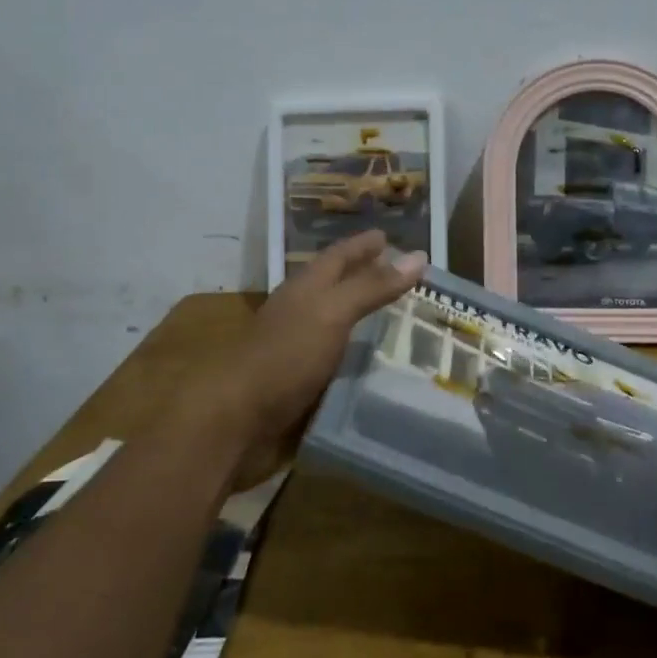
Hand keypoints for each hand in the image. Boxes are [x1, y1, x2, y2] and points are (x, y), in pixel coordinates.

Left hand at [221, 230, 426, 488]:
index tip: (389, 236)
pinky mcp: (303, 381)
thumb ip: (372, 286)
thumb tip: (418, 255)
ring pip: (339, 323)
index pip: (339, 256)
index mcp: (306, 288)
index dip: (363, 245)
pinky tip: (381, 362)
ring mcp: (300, 347)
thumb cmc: (286, 356)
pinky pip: (340, 359)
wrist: (238, 421)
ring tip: (401, 316)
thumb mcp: (332, 313)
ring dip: (366, 317)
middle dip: (367, 277)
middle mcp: (302, 312)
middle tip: (403, 275)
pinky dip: (361, 355)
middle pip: (338, 286)